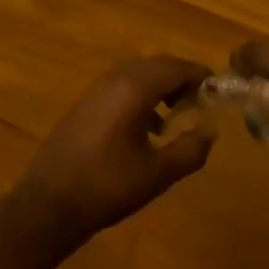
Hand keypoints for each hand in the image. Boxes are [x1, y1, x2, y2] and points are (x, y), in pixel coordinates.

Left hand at [8, 56, 216, 252]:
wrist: (49, 203)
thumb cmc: (108, 186)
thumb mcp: (157, 173)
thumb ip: (190, 150)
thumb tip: (211, 131)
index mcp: (135, 87)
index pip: (177, 67)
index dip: (200, 76)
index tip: (219, 91)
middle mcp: (116, 78)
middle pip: (158, 65)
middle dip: (182, 79)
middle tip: (202, 102)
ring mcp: (97, 88)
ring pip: (139, 74)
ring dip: (162, 87)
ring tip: (178, 115)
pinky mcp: (86, 102)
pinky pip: (123, 85)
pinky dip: (142, 95)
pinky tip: (148, 127)